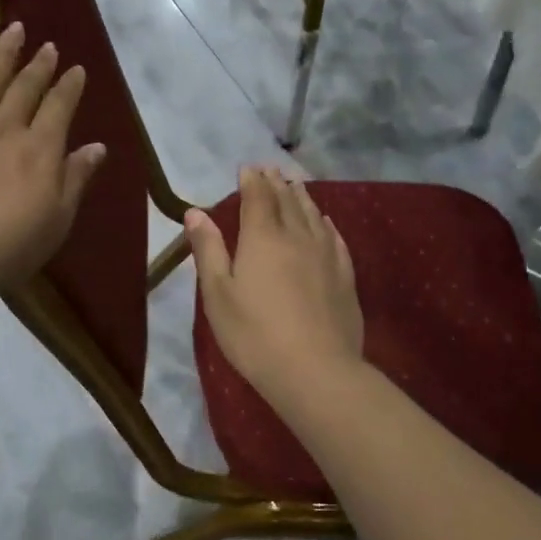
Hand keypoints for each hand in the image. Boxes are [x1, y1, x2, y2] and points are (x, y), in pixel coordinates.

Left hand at [0, 24, 107, 299]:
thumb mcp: (57, 220)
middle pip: (25, 88)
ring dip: (3, 54)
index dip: (70, 86)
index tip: (77, 69)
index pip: (60, 108)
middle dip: (39, 65)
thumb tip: (97, 147)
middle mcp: (5, 129)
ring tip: (14, 29)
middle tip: (48, 46)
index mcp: (39, 150)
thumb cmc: (9, 247)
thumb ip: (76, 179)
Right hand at [186, 166, 363, 404]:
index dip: (252, 180)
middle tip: (270, 169)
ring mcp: (325, 255)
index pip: (257, 197)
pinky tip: (325, 222)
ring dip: (301, 196)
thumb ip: (208, 249)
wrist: (315, 371)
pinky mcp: (344, 276)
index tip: (247, 168)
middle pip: (287, 200)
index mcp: (262, 238)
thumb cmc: (254, 334)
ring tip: (295, 184)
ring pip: (313, 215)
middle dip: (276, 182)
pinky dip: (325, 223)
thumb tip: (195, 212)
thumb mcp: (218, 294)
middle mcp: (297, 236)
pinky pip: (334, 238)